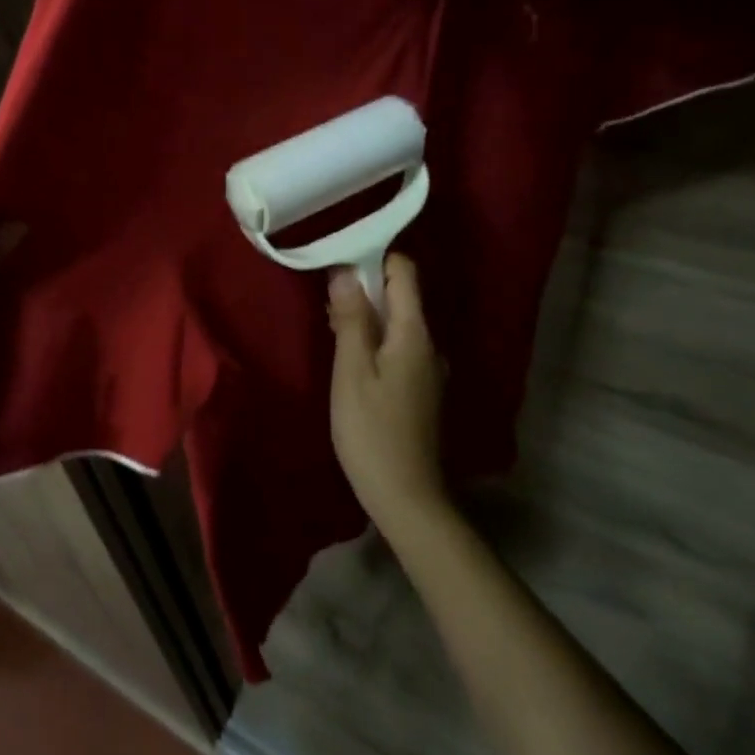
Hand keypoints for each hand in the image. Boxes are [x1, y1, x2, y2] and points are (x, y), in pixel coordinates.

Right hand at [328, 255, 449, 538]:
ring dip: (367, 316)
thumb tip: (345, 271)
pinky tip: (350, 356)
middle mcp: (430, 344)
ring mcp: (429, 368)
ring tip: (330, 322)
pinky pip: (399, 347)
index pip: (405, 272)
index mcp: (415, 333)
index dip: (374, 258)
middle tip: (325, 294)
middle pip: (401, 297)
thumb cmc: (371, 430)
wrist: (406, 496)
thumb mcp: (352, 371)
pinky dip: (375, 340)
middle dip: (365, 288)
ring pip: (398, 324)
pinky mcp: (422, 389)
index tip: (339, 260)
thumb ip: (351, 319)